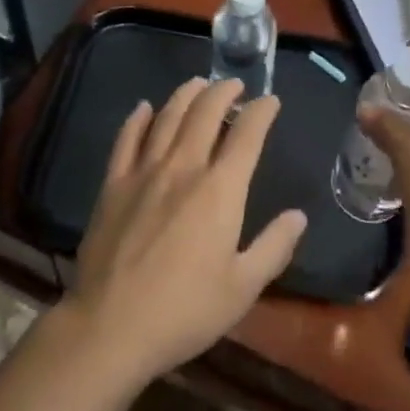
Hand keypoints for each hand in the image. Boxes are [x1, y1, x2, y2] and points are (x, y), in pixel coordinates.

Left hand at [65, 78, 306, 388]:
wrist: (111, 327)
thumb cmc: (184, 311)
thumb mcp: (242, 288)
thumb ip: (273, 248)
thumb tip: (298, 216)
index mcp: (220, 189)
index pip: (247, 134)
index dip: (261, 112)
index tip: (270, 101)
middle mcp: (184, 167)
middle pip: (205, 112)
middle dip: (223, 92)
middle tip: (234, 84)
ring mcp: (145, 171)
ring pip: (168, 116)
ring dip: (186, 94)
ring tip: (197, 83)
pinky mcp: (114, 184)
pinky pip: (127, 139)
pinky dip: (138, 118)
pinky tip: (144, 108)